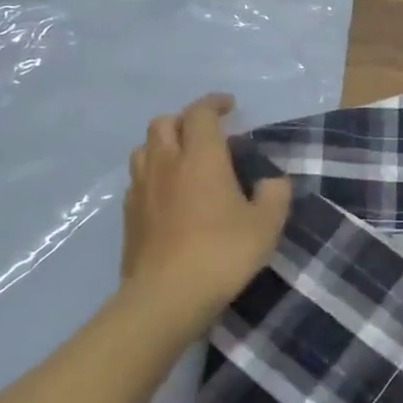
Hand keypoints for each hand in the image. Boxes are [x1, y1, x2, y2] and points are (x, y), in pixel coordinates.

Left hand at [122, 94, 291, 324]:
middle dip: (185, 120)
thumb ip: (275, 194)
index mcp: (201, 157)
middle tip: (207, 134)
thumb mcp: (266, 224)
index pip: (201, 113)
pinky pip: (137, 180)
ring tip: (184, 161)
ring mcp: (141, 190)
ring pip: (144, 149)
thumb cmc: (222, 253)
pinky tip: (169, 195)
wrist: (166, 298)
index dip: (215, 103)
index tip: (230, 106)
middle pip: (164, 123)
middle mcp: (166, 164)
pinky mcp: (128, 216)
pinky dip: (154, 175)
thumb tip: (271, 182)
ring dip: (164, 145)